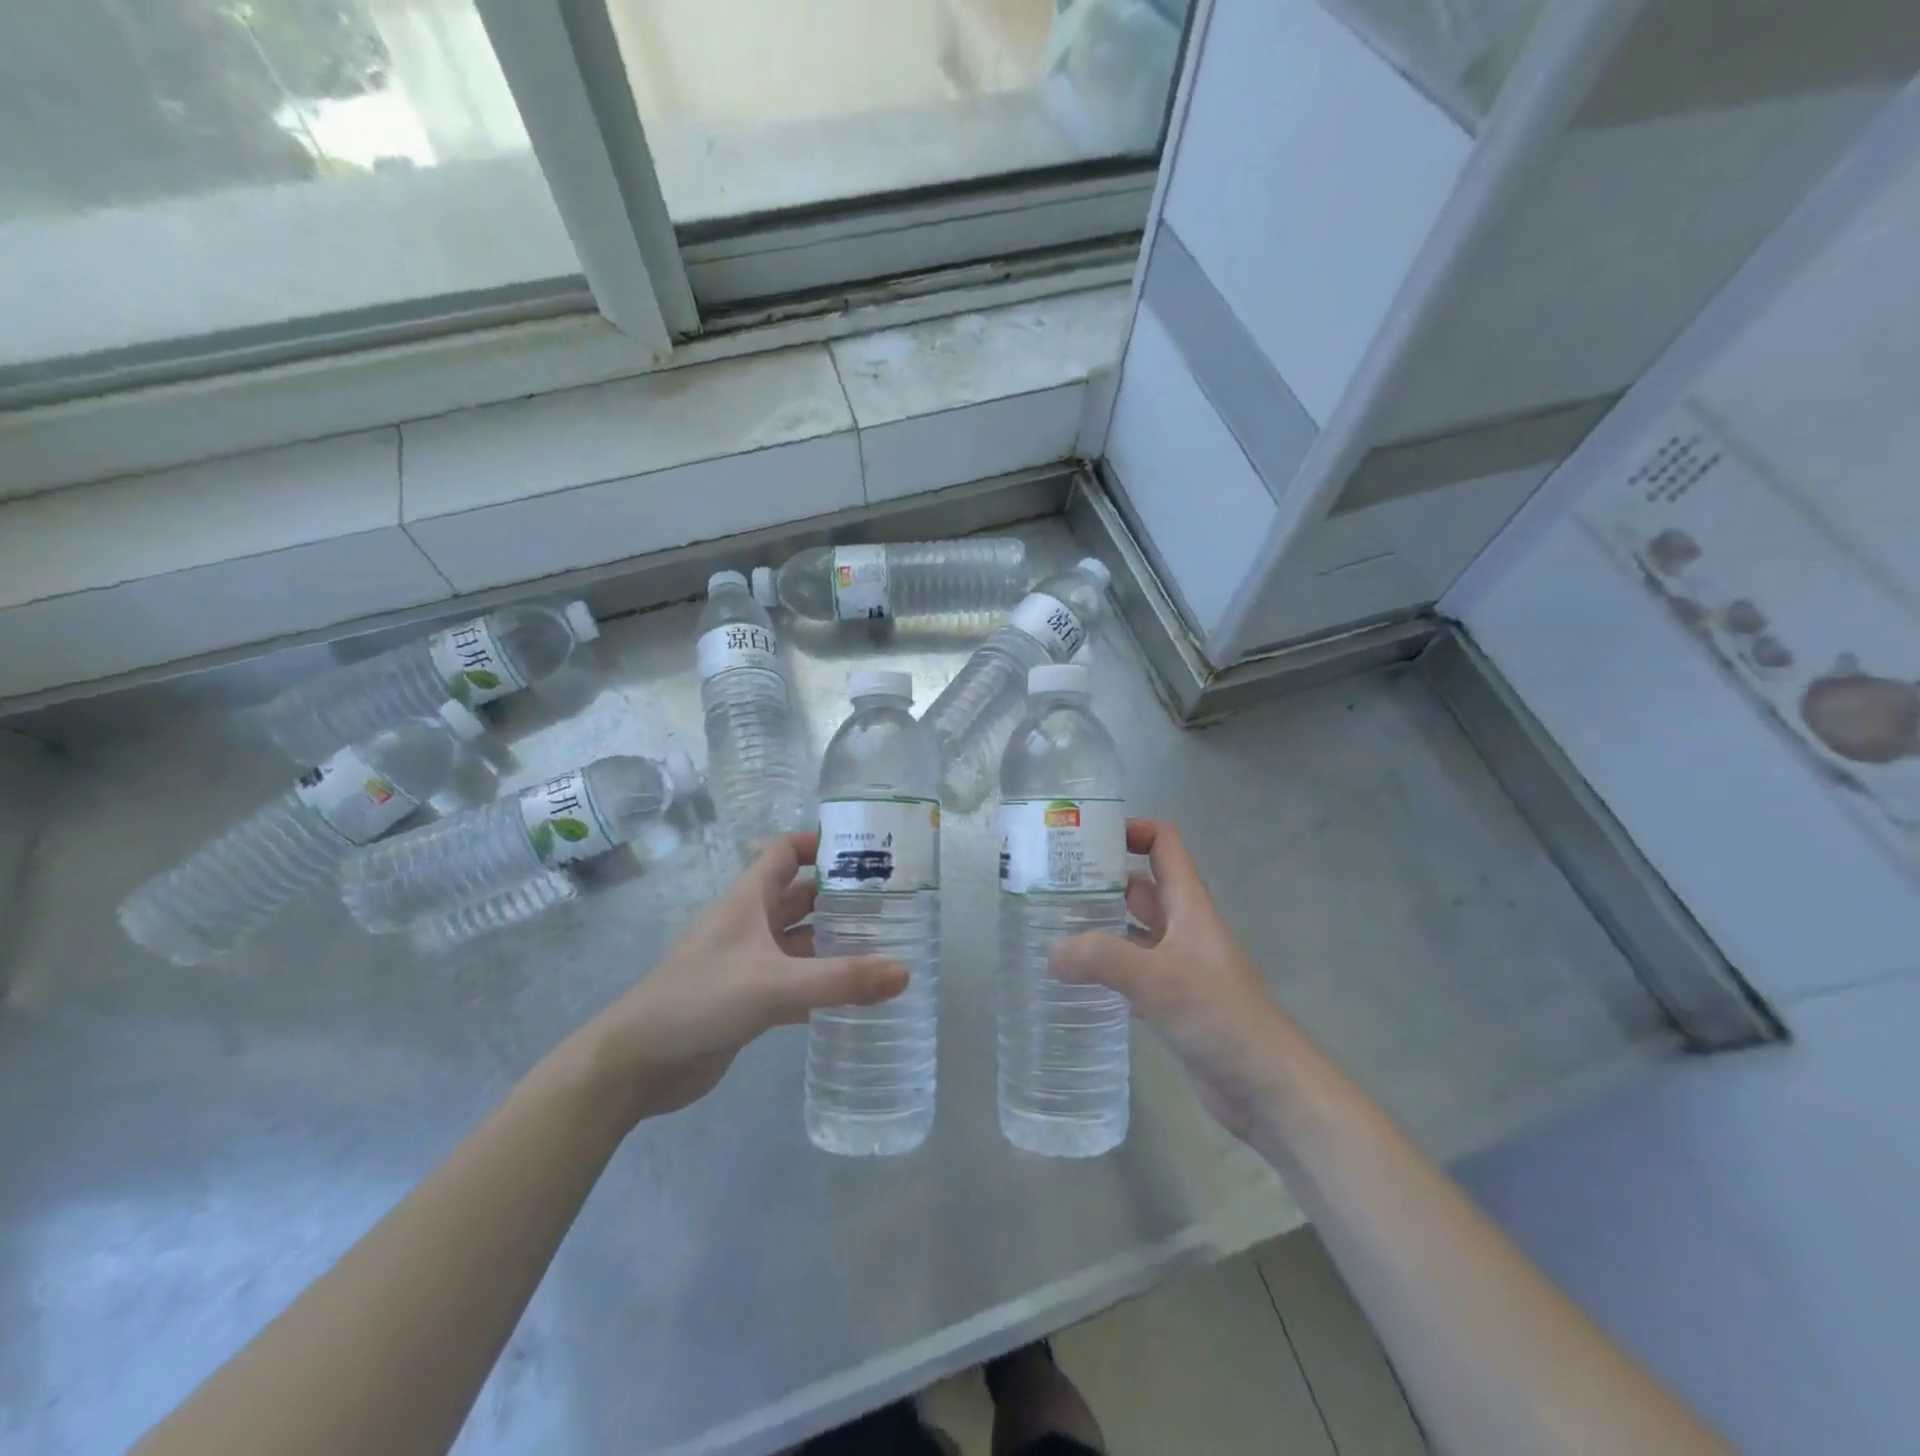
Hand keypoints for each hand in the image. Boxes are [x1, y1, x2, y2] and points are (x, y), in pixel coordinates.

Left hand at [579, 832, 906, 1123]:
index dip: (819, 843)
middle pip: (800, 897)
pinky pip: (794, 982)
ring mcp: (747, 963)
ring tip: (884, 945)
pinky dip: (821, 984)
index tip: (864, 848)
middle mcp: (749, 925)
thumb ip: (840, 979)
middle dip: (840, 896)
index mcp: (748, 900)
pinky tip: (854, 997)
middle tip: (891, 901)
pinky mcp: (747, 1000)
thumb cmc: (700, 1000)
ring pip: (799, 941)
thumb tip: (905, 971)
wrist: (636, 1064)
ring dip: (833, 942)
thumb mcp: (773, 984)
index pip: (784, 852)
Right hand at [1052, 819, 1290, 1140]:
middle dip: (1100, 879)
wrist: (1268, 1087)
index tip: (1086, 837)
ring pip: (1132, 930)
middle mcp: (1183, 928)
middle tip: (1050, 884)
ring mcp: (1178, 965)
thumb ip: (1103, 959)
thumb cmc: (1221, 1016)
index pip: (1164, 844)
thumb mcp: (1159, 979)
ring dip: (1099, 924)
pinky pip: (1131, 971)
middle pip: (1140, 886)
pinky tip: (1074, 978)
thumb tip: (1052, 952)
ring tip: (1051, 926)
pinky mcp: (1172, 1001)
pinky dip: (1105, 968)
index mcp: (1189, 905)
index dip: (1131, 829)